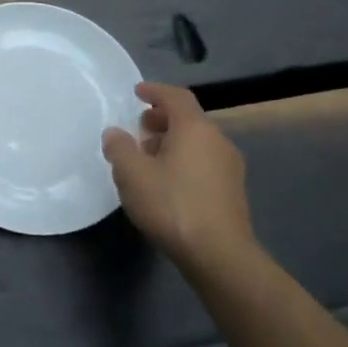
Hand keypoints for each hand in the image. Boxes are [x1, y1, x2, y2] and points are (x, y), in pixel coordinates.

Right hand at [102, 83, 253, 270]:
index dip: (155, 91)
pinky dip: (183, 160)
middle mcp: (217, 141)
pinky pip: (203, 162)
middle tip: (139, 126)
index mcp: (195, 129)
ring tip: (147, 156)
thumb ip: (119, 147)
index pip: (176, 97)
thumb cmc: (172, 205)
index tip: (137, 92)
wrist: (219, 255)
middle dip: (162, 119)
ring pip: (197, 142)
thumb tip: (115, 133)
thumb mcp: (132, 174)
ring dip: (172, 142)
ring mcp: (229, 167)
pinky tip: (166, 181)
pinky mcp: (232, 192)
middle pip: (189, 119)